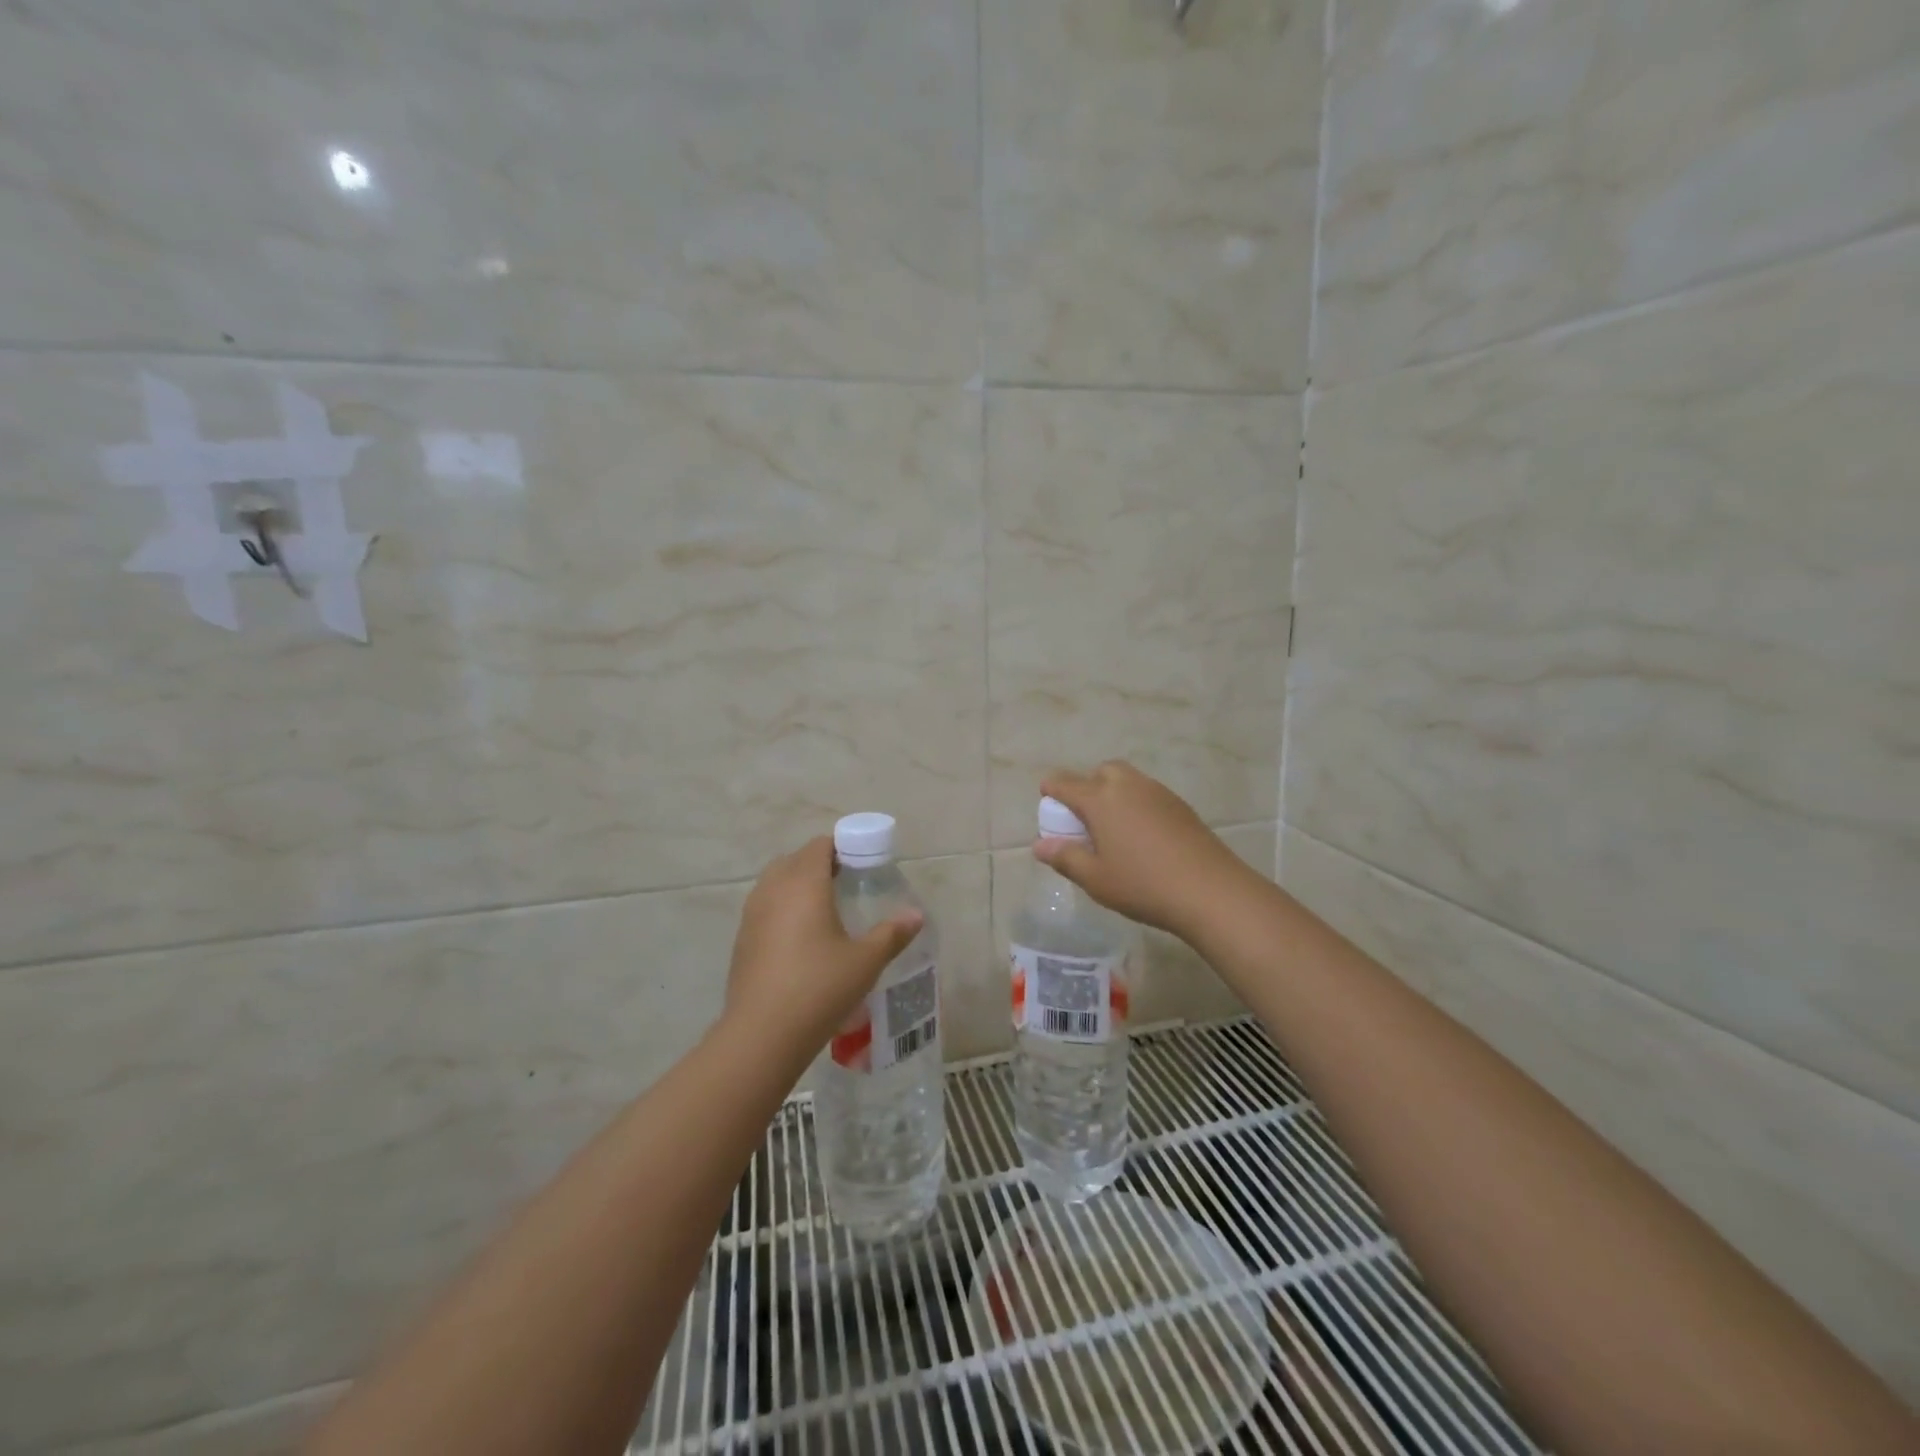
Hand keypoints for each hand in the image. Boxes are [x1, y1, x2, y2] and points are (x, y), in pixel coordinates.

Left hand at [725, 837, 923, 1056]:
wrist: (763, 1034)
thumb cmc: (820, 988)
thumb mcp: (865, 961)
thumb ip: (892, 934)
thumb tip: (916, 915)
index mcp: (804, 884)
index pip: (819, 846)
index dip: (840, 847)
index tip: (861, 863)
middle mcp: (774, 890)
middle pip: (795, 860)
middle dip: (819, 864)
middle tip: (846, 883)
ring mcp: (752, 914)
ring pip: (775, 882)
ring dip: (797, 885)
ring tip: (824, 909)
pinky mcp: (742, 939)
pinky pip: (764, 907)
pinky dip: (782, 908)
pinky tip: (800, 938)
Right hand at [1035, 761, 1258, 939]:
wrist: (1210, 890)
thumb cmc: (1143, 884)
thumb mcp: (1095, 879)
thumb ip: (1065, 857)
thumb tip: (1040, 845)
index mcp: (1100, 799)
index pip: (1064, 782)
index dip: (1051, 790)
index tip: (1047, 805)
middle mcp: (1128, 785)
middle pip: (1100, 772)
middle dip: (1086, 786)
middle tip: (1085, 819)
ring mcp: (1158, 792)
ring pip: (1127, 779)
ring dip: (1113, 793)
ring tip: (1113, 828)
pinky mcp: (1180, 805)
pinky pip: (1148, 794)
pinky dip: (1136, 804)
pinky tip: (1142, 836)